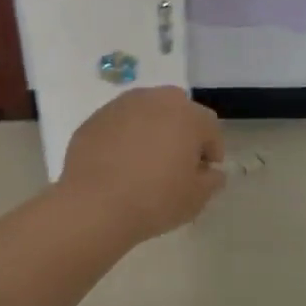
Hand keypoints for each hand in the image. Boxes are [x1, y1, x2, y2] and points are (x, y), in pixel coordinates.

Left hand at [58, 87, 225, 241]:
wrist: (94, 205)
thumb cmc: (154, 200)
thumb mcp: (196, 198)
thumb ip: (211, 180)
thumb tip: (210, 171)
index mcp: (187, 116)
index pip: (210, 127)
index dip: (211, 150)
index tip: (205, 173)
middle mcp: (155, 100)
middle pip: (177, 109)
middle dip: (182, 131)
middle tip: (176, 161)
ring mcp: (121, 106)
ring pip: (146, 112)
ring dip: (151, 129)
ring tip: (145, 161)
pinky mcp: (94, 119)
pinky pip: (119, 124)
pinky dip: (124, 137)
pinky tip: (119, 164)